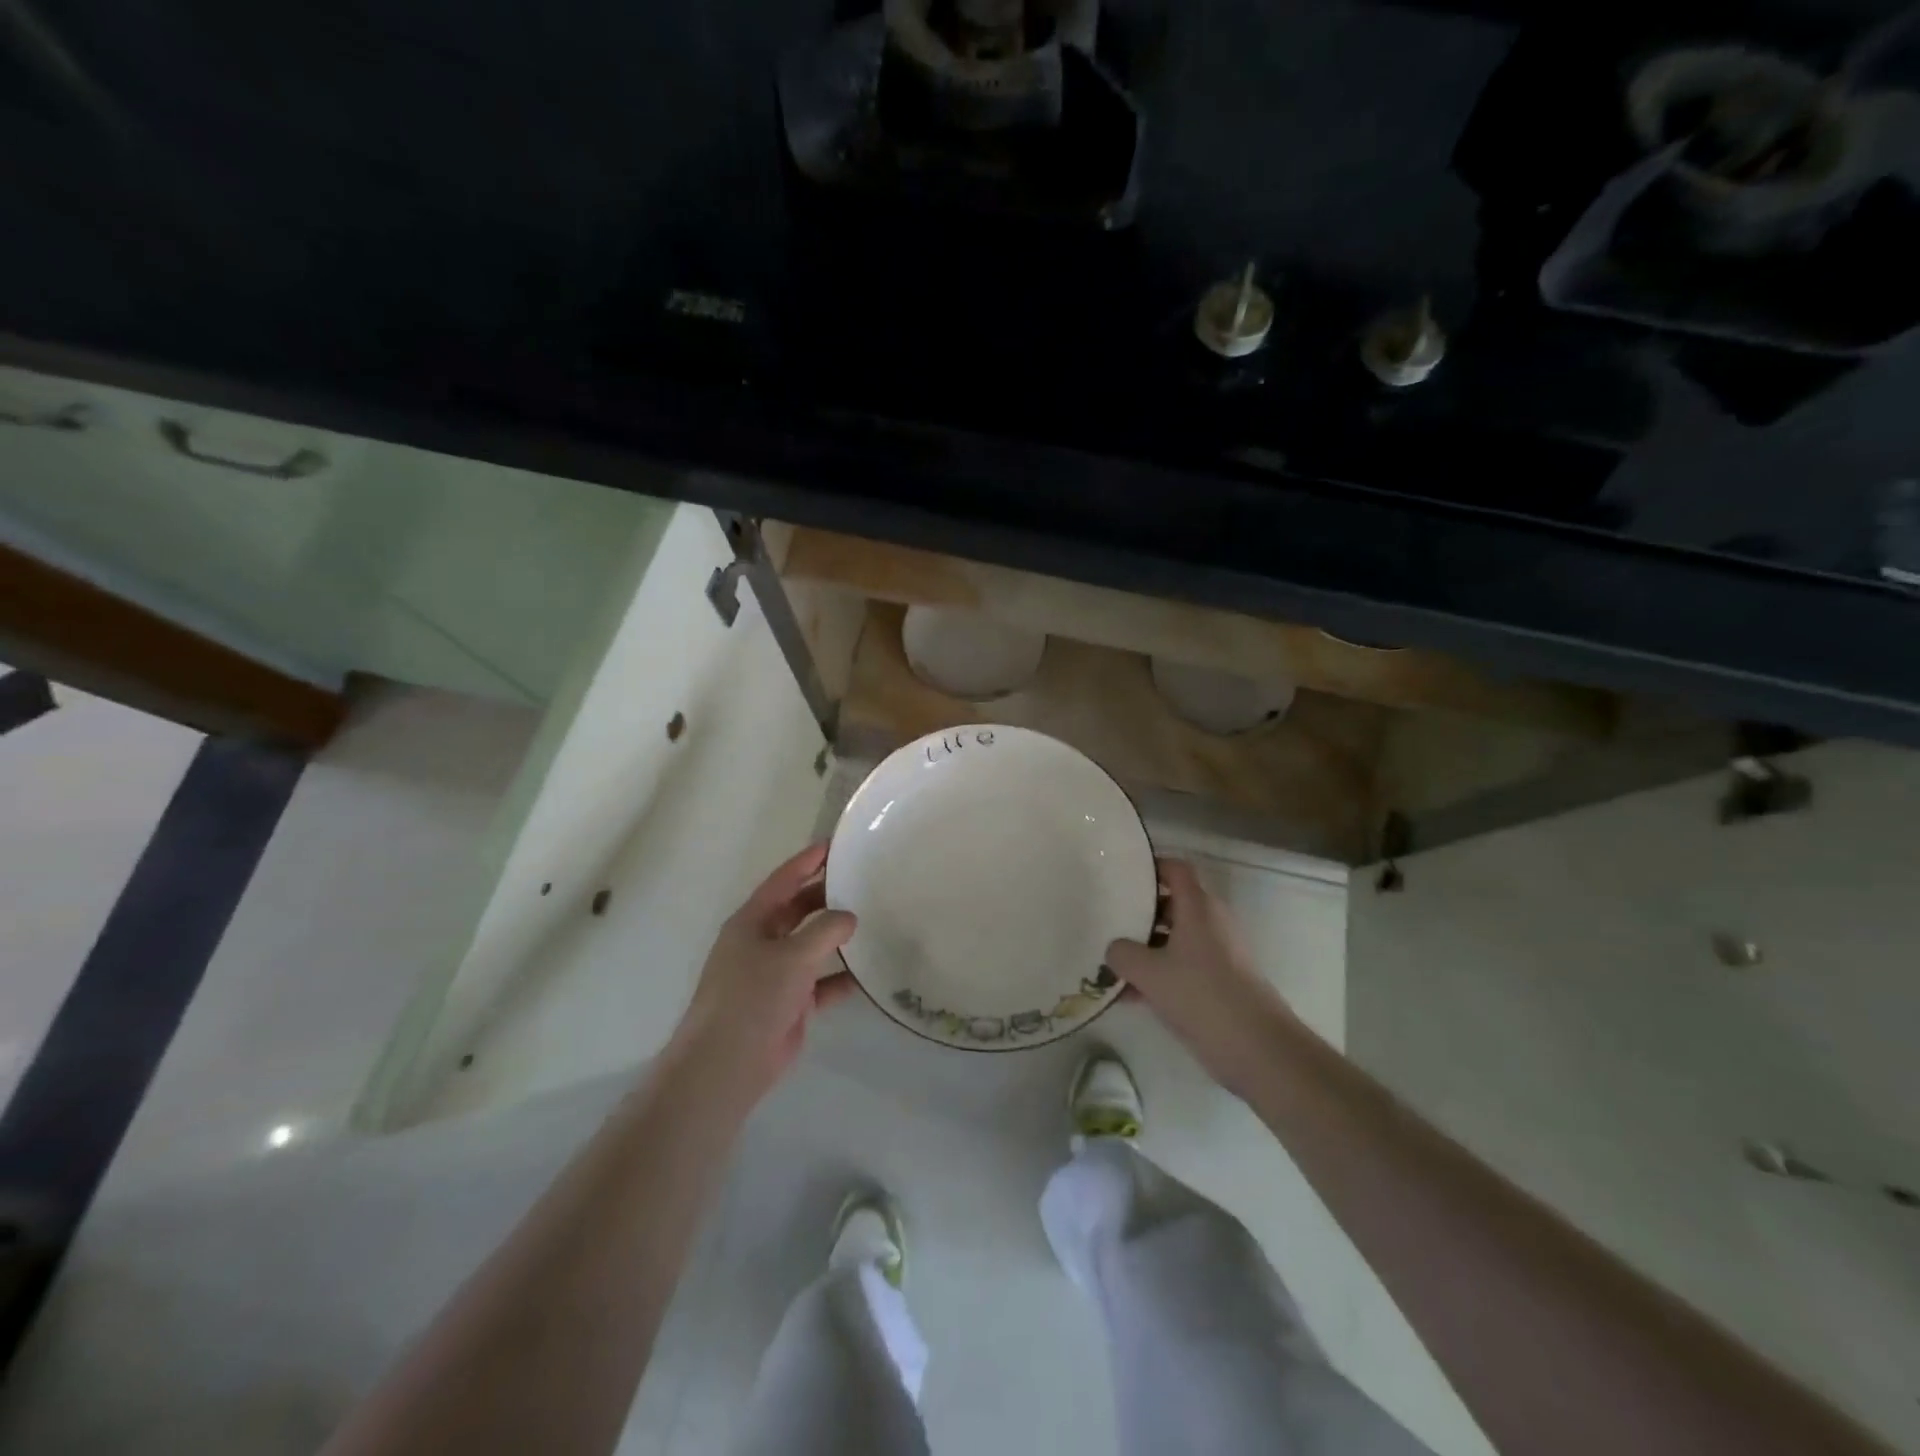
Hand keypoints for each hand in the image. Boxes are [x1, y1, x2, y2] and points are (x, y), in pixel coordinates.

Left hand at [667, 843, 856, 1105]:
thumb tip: (850, 917)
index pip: (784, 880)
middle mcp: (762, 943)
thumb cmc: (752, 998)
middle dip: (827, 896)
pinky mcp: (789, 1004)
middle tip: (863, 882)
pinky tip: (868, 973)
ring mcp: (775, 974)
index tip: (836, 844)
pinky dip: (841, 978)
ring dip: (837, 937)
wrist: (726, 1064)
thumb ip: (825, 931)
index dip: (808, 861)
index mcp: (752, 922)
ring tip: (872, 920)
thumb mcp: (792, 956)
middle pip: (799, 910)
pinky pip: (821, 983)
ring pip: (811, 946)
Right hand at [1105, 858, 1297, 1092]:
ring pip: (1174, 939)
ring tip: (1110, 961)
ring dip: (1145, 948)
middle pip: (1172, 904)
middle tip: (1107, 918)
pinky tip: (1128, 996)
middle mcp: (1211, 923)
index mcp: (1198, 907)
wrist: (1258, 1048)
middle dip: (1139, 911)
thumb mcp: (1149, 972)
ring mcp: (1218, 954)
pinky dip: (1158, 974)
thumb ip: (1122, 954)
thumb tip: (1114, 949)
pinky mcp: (1220, 982)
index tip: (1121, 875)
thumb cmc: (1202, 995)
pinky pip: (1182, 966)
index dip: (1150, 867)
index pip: (1175, 869)